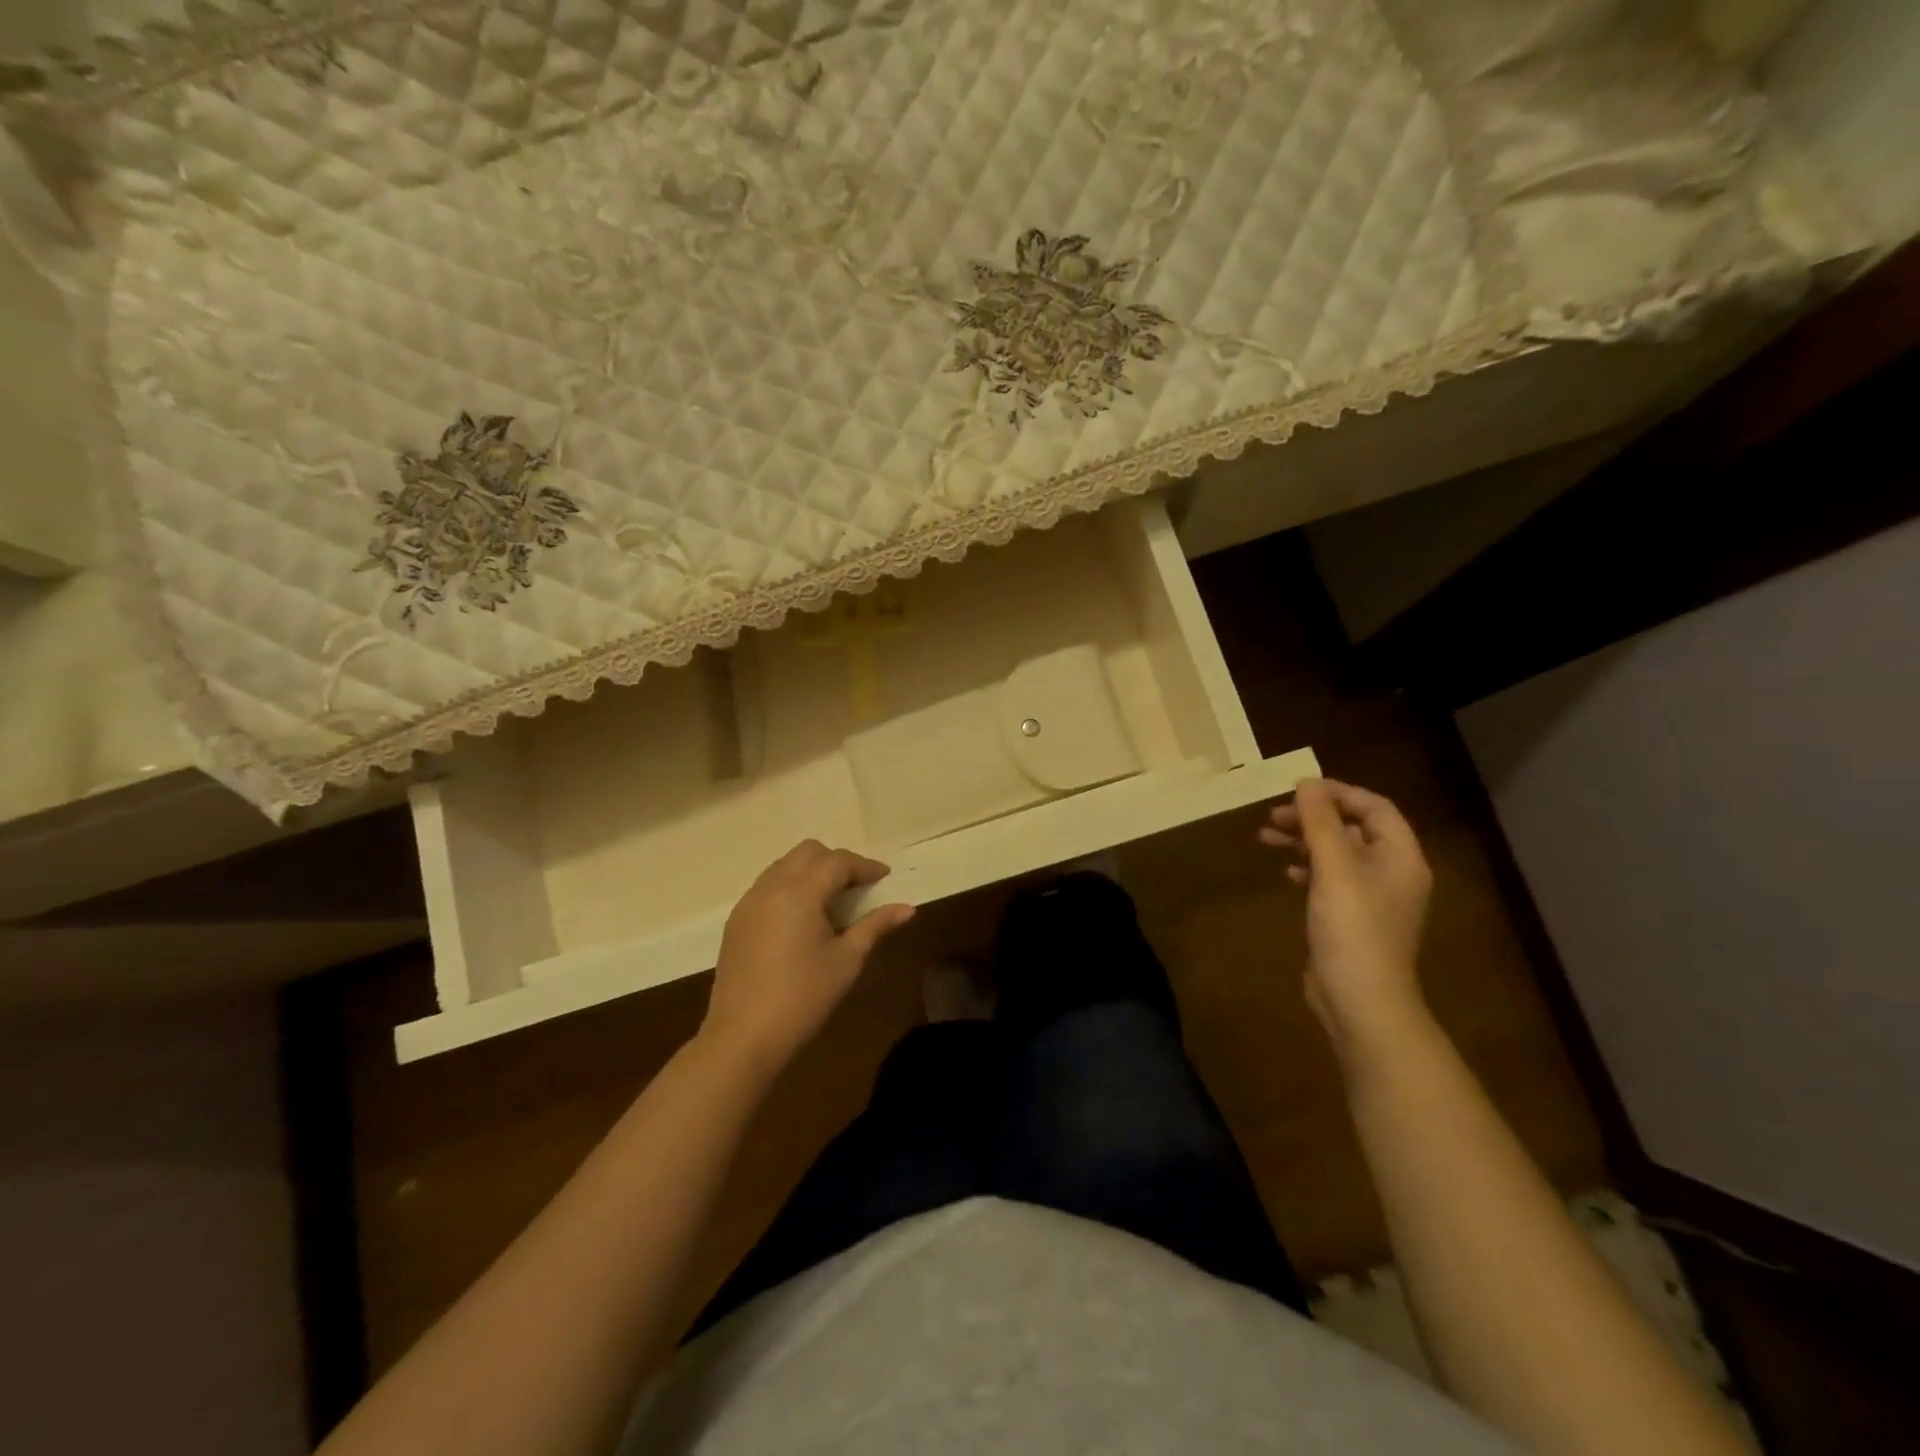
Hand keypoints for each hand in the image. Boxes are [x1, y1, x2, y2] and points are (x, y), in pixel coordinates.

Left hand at [702, 840, 914, 1072]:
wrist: (743, 1037)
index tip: (885, 878)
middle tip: (857, 886)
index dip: (865, 866)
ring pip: (784, 865)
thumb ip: (875, 926)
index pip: (838, 862)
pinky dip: (790, 887)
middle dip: (836, 861)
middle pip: (808, 852)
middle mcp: (771, 887)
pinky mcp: (737, 920)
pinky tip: (802, 918)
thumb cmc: (803, 997)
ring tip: (831, 901)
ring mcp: (749, 902)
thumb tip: (907, 908)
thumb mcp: (847, 961)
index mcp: (800, 892)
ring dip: (811, 872)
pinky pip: (768, 886)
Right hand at [1260, 779, 1433, 1062]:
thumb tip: (1307, 782)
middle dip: (1313, 817)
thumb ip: (1320, 823)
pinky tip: (1285, 871)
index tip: (1297, 791)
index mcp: (1400, 856)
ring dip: (1304, 840)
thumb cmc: (1353, 928)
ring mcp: (1373, 898)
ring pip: (1337, 854)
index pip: (1375, 807)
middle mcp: (1392, 872)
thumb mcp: (1334, 868)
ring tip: (1265, 837)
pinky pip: (1330, 879)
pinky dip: (1307, 867)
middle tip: (1273, 815)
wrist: (1361, 1001)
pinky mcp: (1352, 918)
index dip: (1338, 793)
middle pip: (1353, 828)